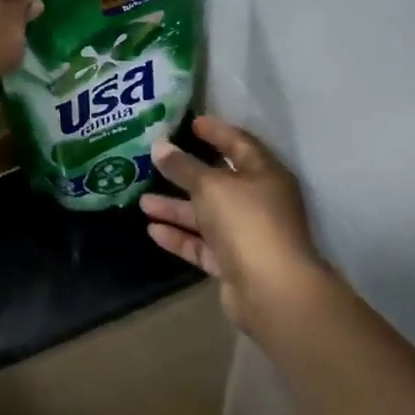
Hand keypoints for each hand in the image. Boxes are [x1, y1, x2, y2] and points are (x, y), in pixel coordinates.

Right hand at [143, 117, 329, 338]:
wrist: (273, 292)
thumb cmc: (247, 222)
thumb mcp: (210, 185)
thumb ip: (183, 166)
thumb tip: (159, 146)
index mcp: (265, 175)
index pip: (239, 144)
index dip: (216, 132)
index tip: (191, 122)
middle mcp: (259, 202)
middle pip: (219, 182)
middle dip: (186, 174)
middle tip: (156, 161)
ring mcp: (247, 235)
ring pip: (207, 216)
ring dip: (176, 208)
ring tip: (142, 201)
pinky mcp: (235, 264)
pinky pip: (203, 245)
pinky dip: (180, 237)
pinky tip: (152, 230)